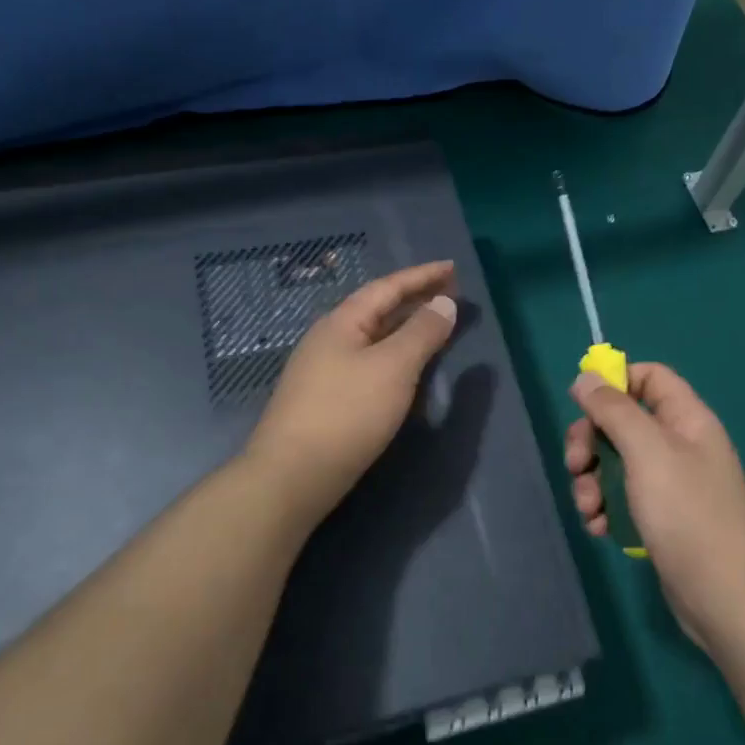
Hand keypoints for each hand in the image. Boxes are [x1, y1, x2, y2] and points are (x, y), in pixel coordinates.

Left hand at [246, 260, 458, 526]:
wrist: (293, 476)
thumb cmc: (347, 413)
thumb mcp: (393, 367)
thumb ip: (422, 332)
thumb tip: (445, 302)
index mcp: (342, 322)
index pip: (387, 288)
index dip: (422, 276)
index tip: (452, 268)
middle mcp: (329, 339)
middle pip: (378, 310)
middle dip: (415, 299)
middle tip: (450, 294)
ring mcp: (324, 370)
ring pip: (373, 338)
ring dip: (405, 328)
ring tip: (435, 326)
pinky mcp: (327, 400)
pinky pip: (369, 362)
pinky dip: (395, 356)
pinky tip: (407, 370)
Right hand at [564, 363, 744, 650]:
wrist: (725, 598)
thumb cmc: (688, 514)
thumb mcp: (647, 452)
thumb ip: (614, 410)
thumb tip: (585, 376)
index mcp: (687, 419)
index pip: (650, 377)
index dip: (615, 382)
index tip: (582, 404)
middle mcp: (680, 445)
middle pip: (623, 421)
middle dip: (591, 441)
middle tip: (574, 465)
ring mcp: (670, 483)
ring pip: (616, 461)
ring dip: (592, 480)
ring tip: (588, 509)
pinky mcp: (660, 517)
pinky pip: (622, 496)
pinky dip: (605, 507)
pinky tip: (599, 528)